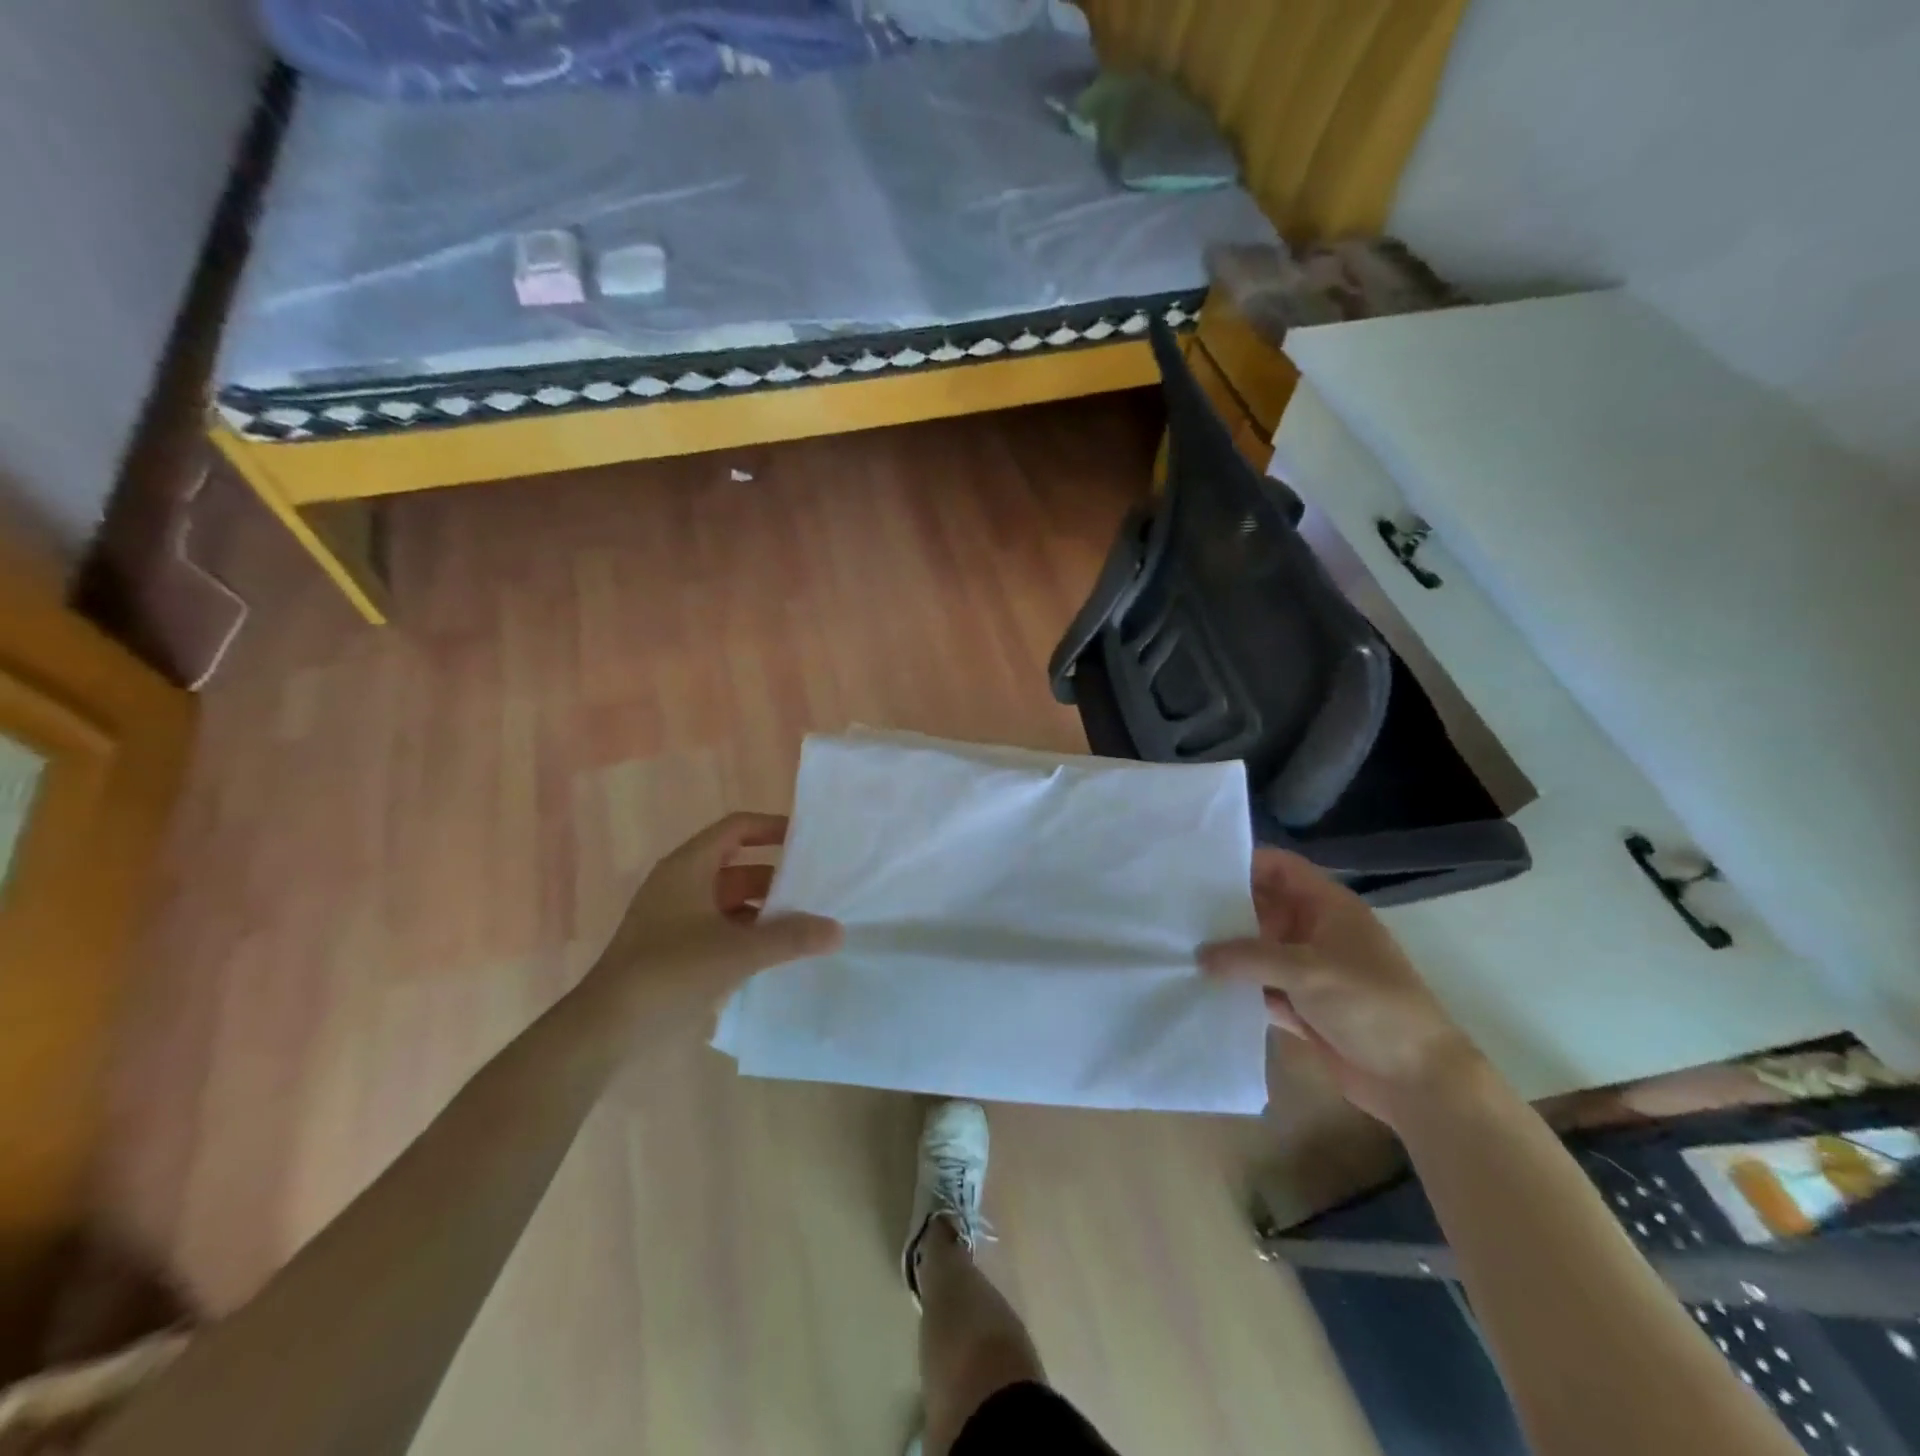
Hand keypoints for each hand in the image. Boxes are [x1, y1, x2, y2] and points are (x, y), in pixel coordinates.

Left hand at [593, 812, 841, 1003]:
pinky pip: (721, 928)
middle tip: (818, 889)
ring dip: (765, 910)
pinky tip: (777, 954)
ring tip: (806, 924)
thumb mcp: (736, 952)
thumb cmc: (668, 972)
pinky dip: (748, 934)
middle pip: (738, 866)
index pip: (737, 828)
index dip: (772, 827)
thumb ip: (789, 938)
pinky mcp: (675, 949)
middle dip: (777, 877)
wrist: (604, 1030)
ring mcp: (676, 918)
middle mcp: (681, 884)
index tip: (809, 840)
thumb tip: (837, 930)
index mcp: (688, 867)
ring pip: (731, 901)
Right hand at [1199, 849, 1484, 1126]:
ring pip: (1258, 950)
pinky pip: (1261, 987)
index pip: (1282, 868)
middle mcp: (1316, 931)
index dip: (1245, 862)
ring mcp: (1310, 970)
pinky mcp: (1303, 1005)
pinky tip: (1202, 988)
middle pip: (1264, 907)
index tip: (1199, 869)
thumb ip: (1248, 957)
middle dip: (1226, 910)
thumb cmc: (1369, 1006)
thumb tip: (1199, 954)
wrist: (1416, 1080)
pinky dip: (1239, 988)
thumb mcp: (1306, 970)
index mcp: (1328, 907)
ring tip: (1178, 946)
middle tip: (1177, 909)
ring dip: (1229, 953)